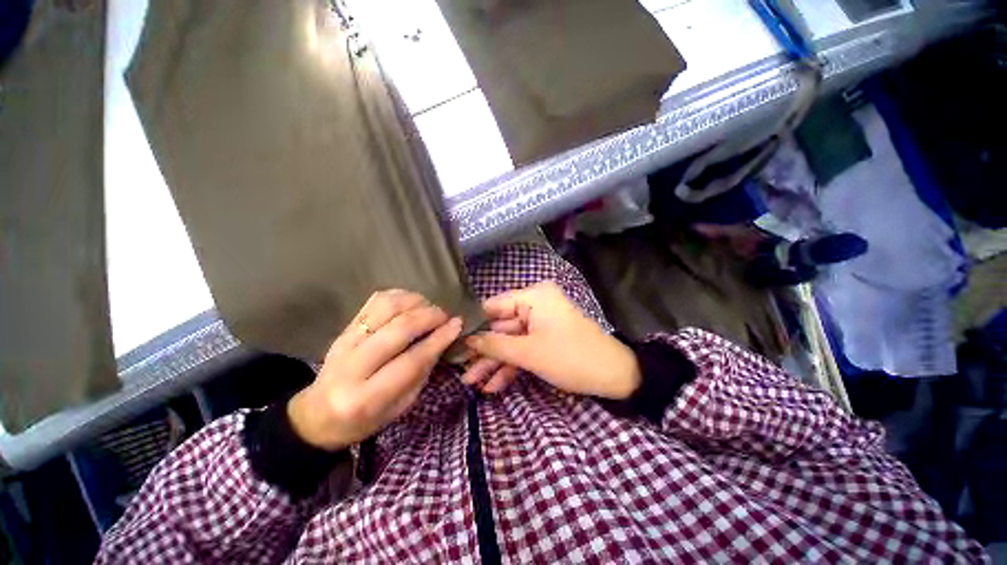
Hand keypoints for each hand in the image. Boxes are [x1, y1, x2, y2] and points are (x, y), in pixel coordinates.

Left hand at [288, 290, 462, 450]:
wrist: (317, 415)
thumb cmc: (365, 418)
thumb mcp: (400, 406)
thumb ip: (422, 371)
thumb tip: (444, 337)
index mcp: (366, 398)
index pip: (410, 361)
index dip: (438, 339)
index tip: (457, 325)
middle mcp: (351, 367)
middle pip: (398, 329)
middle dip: (429, 316)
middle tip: (445, 316)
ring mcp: (344, 342)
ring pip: (385, 308)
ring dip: (414, 302)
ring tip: (429, 308)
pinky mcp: (343, 329)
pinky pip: (373, 301)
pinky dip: (398, 296)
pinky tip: (412, 302)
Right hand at [461, 282, 639, 398]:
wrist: (615, 377)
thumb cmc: (571, 357)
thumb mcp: (529, 352)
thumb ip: (494, 345)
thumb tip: (466, 340)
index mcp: (533, 296)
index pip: (494, 306)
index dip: (474, 325)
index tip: (453, 342)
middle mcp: (535, 305)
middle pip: (501, 327)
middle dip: (483, 351)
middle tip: (460, 370)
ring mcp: (541, 323)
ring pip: (511, 342)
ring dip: (494, 363)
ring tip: (472, 383)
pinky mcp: (546, 339)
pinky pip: (524, 349)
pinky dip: (511, 366)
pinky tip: (494, 385)